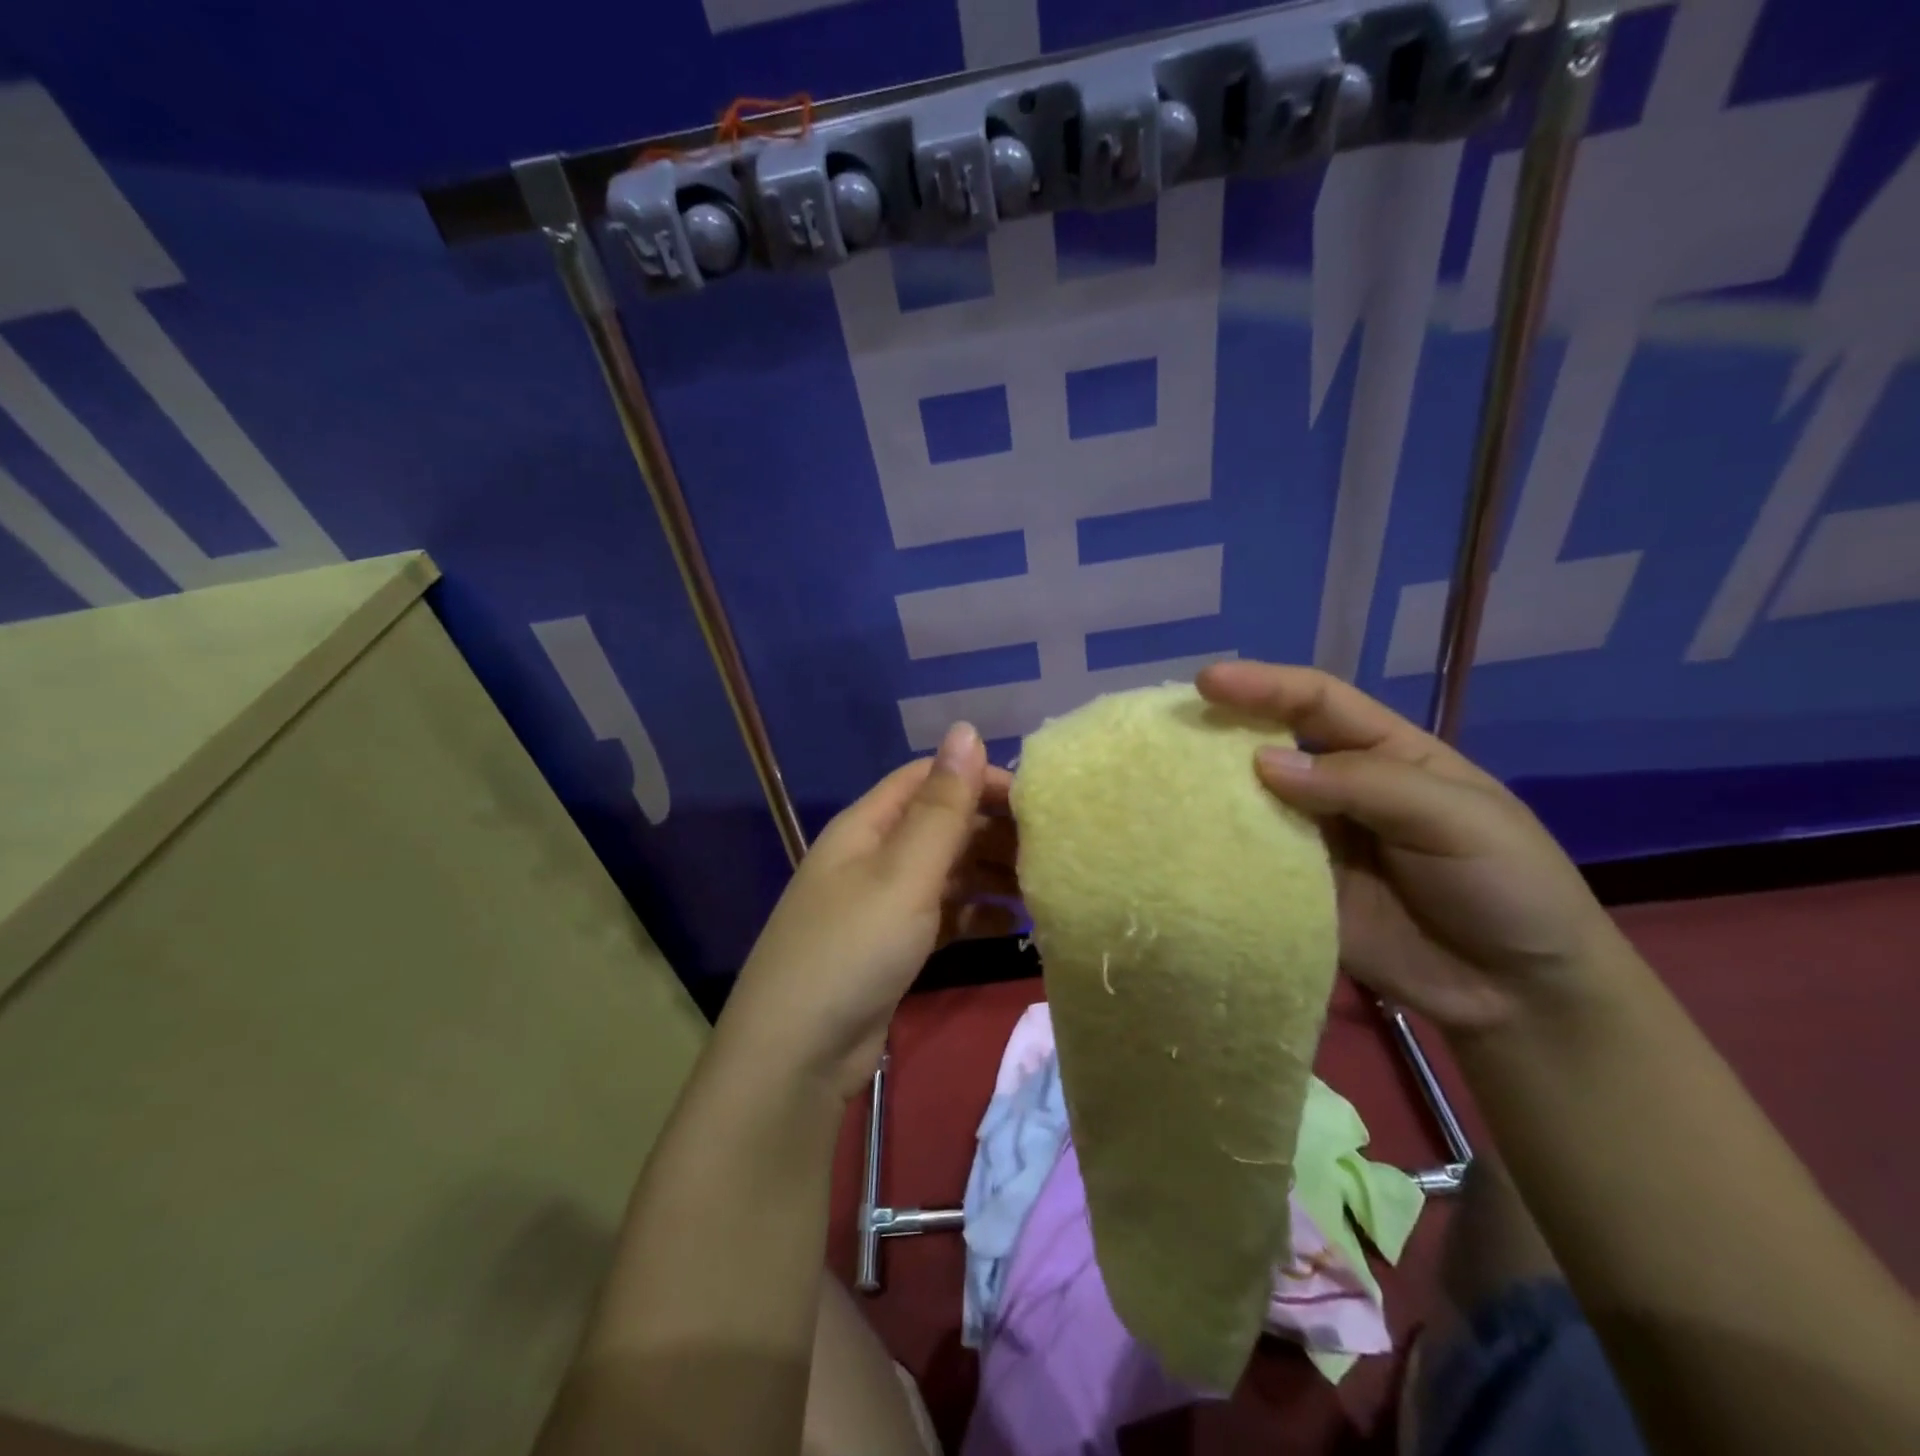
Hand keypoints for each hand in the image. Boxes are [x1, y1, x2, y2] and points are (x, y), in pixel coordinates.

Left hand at [719, 723, 1018, 1099]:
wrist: (798, 1055)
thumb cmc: (852, 949)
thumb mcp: (903, 873)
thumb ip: (942, 805)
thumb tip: (967, 727)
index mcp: (868, 825)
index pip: (930, 780)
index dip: (980, 780)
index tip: (1036, 801)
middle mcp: (875, 856)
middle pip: (943, 825)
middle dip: (994, 831)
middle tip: (1053, 850)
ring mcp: (884, 903)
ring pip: (948, 872)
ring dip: (992, 875)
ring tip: (1044, 888)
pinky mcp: (895, 945)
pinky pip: (945, 914)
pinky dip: (977, 914)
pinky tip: (1014, 926)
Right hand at [1197, 662, 1618, 1032]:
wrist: (1518, 994)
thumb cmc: (1506, 884)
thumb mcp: (1456, 818)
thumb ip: (1365, 784)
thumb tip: (1261, 763)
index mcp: (1384, 752)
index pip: (1316, 702)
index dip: (1264, 685)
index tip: (1209, 682)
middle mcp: (1338, 788)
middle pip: (1270, 745)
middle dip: (1221, 730)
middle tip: (1167, 729)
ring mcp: (1312, 841)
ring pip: (1251, 804)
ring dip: (1209, 792)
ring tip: (1158, 783)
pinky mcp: (1295, 892)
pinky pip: (1250, 863)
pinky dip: (1216, 851)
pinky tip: (1182, 844)